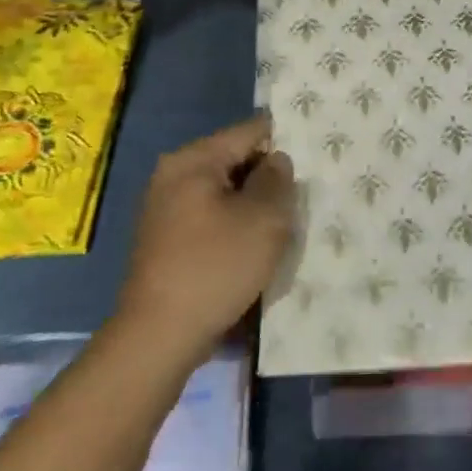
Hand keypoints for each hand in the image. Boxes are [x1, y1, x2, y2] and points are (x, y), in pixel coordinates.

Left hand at [115, 115, 295, 365]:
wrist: (158, 338)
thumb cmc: (215, 268)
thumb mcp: (264, 219)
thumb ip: (278, 179)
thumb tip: (276, 161)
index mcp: (194, 159)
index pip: (250, 131)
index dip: (284, 141)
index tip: (313, 158)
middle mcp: (173, 174)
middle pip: (235, 160)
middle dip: (267, 178)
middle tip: (300, 198)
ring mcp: (164, 208)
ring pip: (224, 192)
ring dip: (251, 206)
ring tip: (282, 226)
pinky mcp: (164, 240)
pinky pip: (209, 218)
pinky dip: (232, 226)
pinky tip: (253, 250)